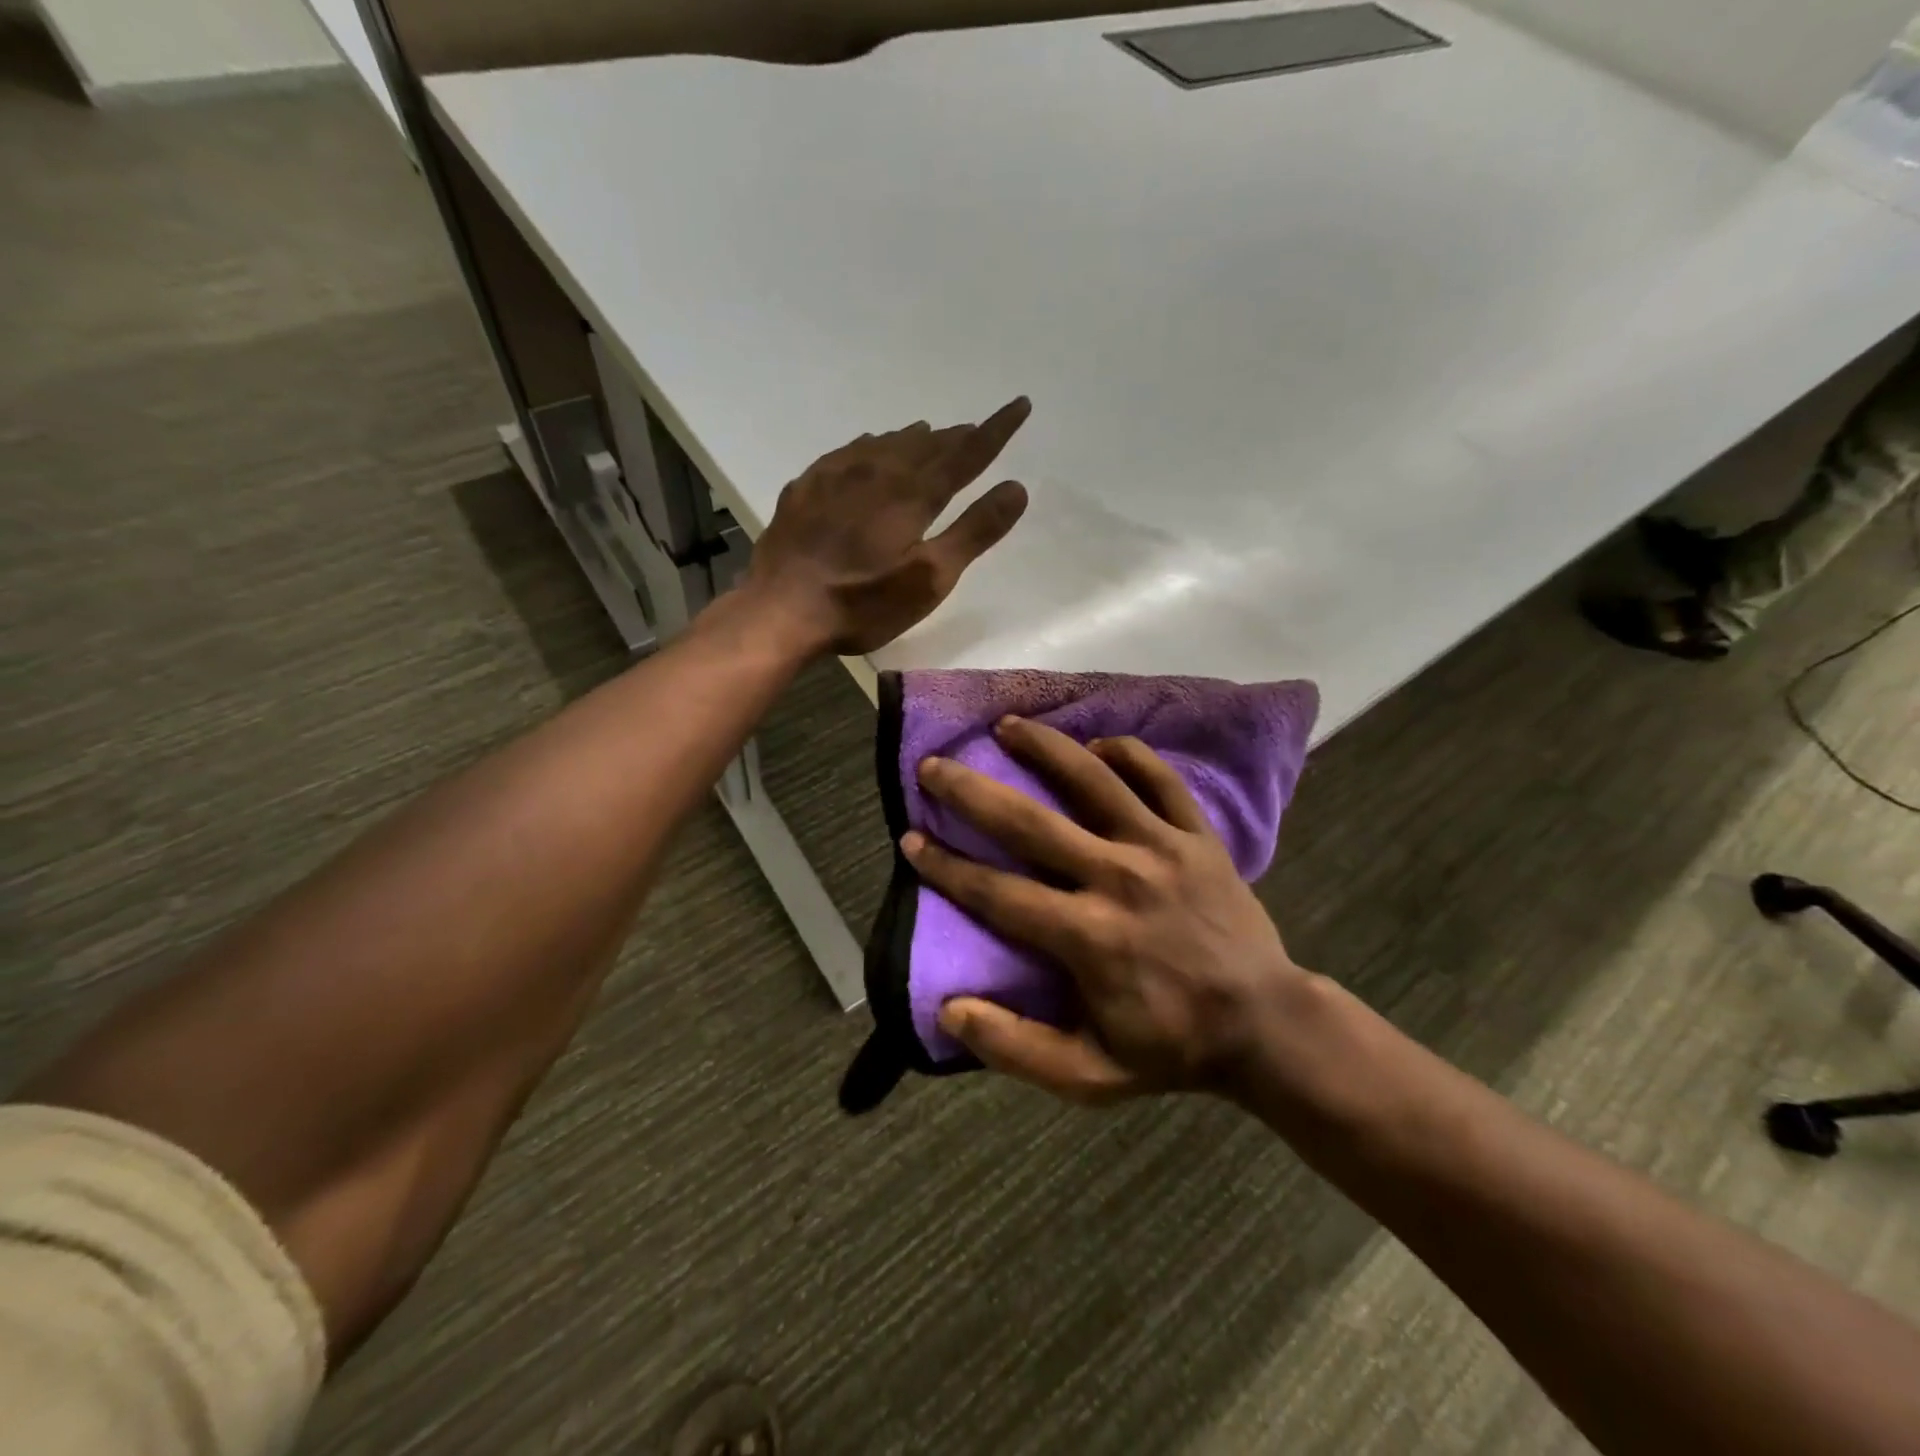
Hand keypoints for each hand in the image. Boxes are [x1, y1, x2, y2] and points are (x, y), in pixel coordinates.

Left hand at [744, 399, 1030, 655]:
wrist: (781, 610)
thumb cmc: (863, 603)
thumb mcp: (930, 578)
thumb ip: (974, 531)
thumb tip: (1016, 487)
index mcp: (913, 493)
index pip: (966, 453)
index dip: (997, 429)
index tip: (1020, 404)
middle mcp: (877, 470)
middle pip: (927, 444)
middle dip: (956, 437)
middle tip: (975, 430)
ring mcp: (836, 475)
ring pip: (886, 443)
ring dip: (914, 439)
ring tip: (930, 434)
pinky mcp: (807, 487)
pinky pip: (849, 452)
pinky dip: (871, 446)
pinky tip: (869, 449)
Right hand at [901, 717, 1312, 1103]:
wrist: (1267, 1025)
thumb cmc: (1171, 1046)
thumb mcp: (1090, 1075)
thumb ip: (1016, 1047)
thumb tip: (949, 1009)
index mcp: (1087, 937)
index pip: (997, 892)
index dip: (946, 866)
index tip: (910, 840)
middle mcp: (1118, 879)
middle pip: (1030, 823)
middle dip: (972, 791)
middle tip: (933, 765)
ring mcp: (1163, 849)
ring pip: (1094, 780)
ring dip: (1045, 748)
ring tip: (1007, 725)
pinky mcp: (1199, 836)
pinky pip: (1160, 780)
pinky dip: (1127, 755)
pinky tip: (1098, 744)